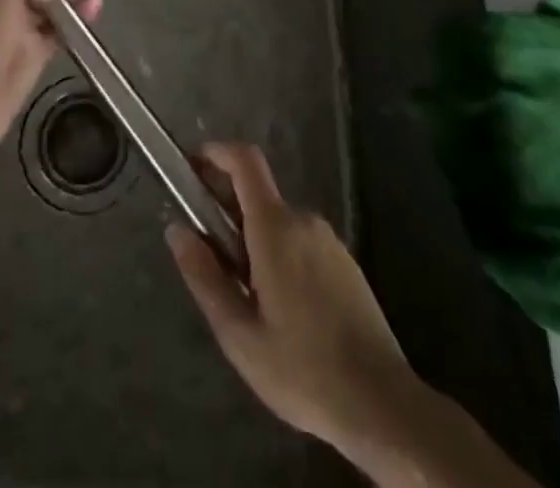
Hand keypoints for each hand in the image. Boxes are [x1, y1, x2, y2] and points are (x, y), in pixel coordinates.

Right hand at [166, 142, 409, 455]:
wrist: (383, 406)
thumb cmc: (303, 370)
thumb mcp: (239, 334)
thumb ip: (204, 277)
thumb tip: (176, 230)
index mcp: (276, 227)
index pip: (245, 160)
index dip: (216, 153)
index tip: (192, 168)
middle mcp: (304, 220)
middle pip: (257, 196)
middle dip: (228, 215)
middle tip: (212, 262)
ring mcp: (329, 241)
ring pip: (278, 224)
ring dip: (254, 243)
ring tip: (247, 300)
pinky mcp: (346, 264)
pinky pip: (301, 244)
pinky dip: (280, 257)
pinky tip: (283, 312)